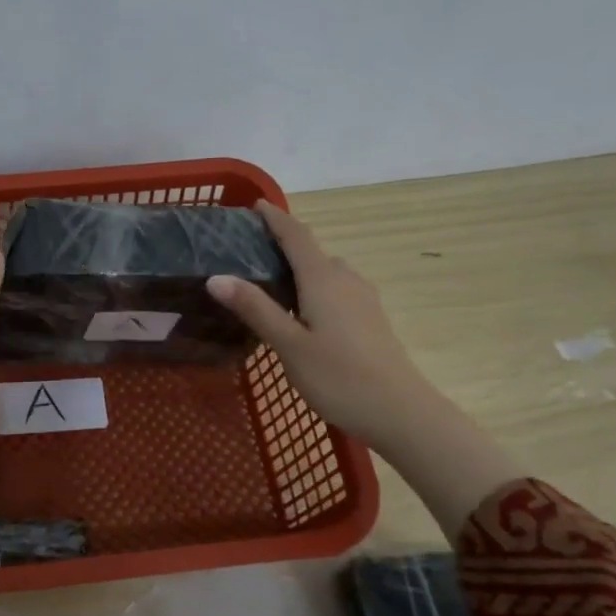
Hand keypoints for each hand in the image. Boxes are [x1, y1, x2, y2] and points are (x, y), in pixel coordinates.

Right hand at [207, 201, 519, 539]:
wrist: (399, 410)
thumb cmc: (338, 377)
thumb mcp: (288, 345)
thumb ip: (255, 308)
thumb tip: (216, 277)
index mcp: (324, 280)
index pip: (297, 236)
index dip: (276, 218)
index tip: (255, 205)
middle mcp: (346, 280)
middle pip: (313, 252)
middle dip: (285, 244)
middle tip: (252, 251)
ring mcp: (363, 300)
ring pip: (327, 272)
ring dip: (301, 268)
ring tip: (272, 282)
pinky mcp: (370, 320)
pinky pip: (337, 290)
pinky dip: (315, 288)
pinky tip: (302, 312)